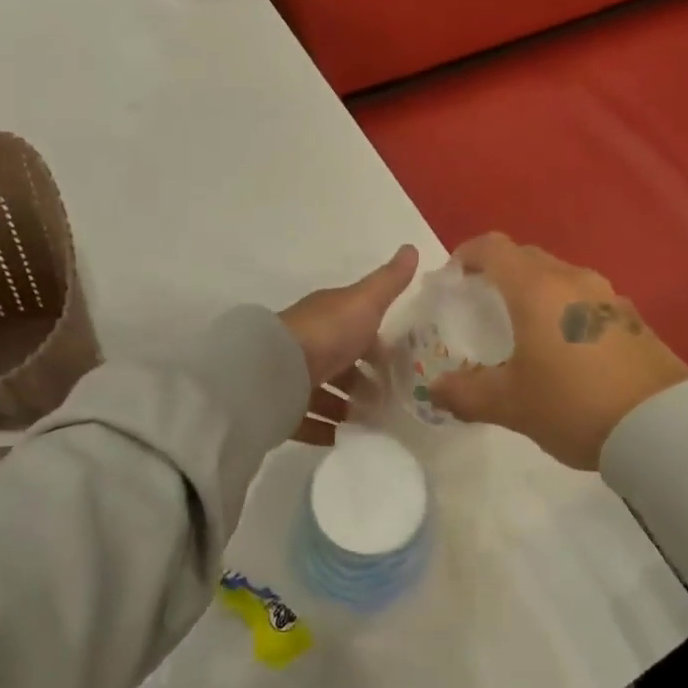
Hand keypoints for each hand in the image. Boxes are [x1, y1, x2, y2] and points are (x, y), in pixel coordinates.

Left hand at [279, 244, 418, 444]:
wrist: (275, 370)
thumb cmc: (327, 332)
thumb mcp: (365, 302)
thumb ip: (389, 281)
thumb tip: (412, 247)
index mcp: (329, 316)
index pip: (358, 328)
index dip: (379, 345)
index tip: (405, 366)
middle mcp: (310, 343)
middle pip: (342, 363)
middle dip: (365, 381)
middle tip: (394, 403)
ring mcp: (293, 376)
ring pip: (325, 392)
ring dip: (347, 407)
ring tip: (374, 426)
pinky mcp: (282, 407)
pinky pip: (306, 420)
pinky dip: (325, 430)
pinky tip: (345, 441)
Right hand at [429, 234, 687, 470]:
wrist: (661, 425)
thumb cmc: (573, 404)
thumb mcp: (511, 404)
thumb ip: (466, 393)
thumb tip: (435, 390)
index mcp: (536, 289)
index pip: (493, 247)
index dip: (467, 255)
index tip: (453, 278)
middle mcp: (572, 279)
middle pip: (526, 258)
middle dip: (499, 273)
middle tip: (483, 307)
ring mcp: (608, 296)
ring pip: (559, 277)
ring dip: (535, 291)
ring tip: (524, 329)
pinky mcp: (632, 317)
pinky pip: (586, 300)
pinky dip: (565, 310)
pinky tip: (565, 350)